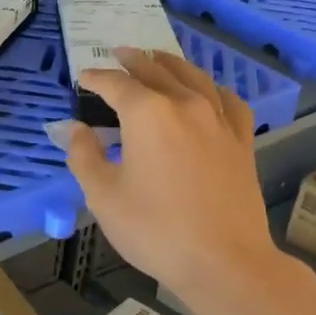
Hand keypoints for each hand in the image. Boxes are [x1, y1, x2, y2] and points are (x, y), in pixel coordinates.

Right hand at [64, 50, 280, 302]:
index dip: (96, 78)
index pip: (116, 84)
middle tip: (118, 54)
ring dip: (171, 64)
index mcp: (148, 114)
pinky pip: (227, 101)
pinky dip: (212, 88)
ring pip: (193, 77)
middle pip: (156, 71)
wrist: (224, 261)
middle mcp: (185, 104)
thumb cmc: (155, 230)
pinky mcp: (241, 140)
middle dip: (133, 60)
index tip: (83, 76)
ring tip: (158, 59)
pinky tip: (207, 92)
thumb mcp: (103, 196)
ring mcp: (218, 120)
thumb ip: (84, 155)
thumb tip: (74, 128)